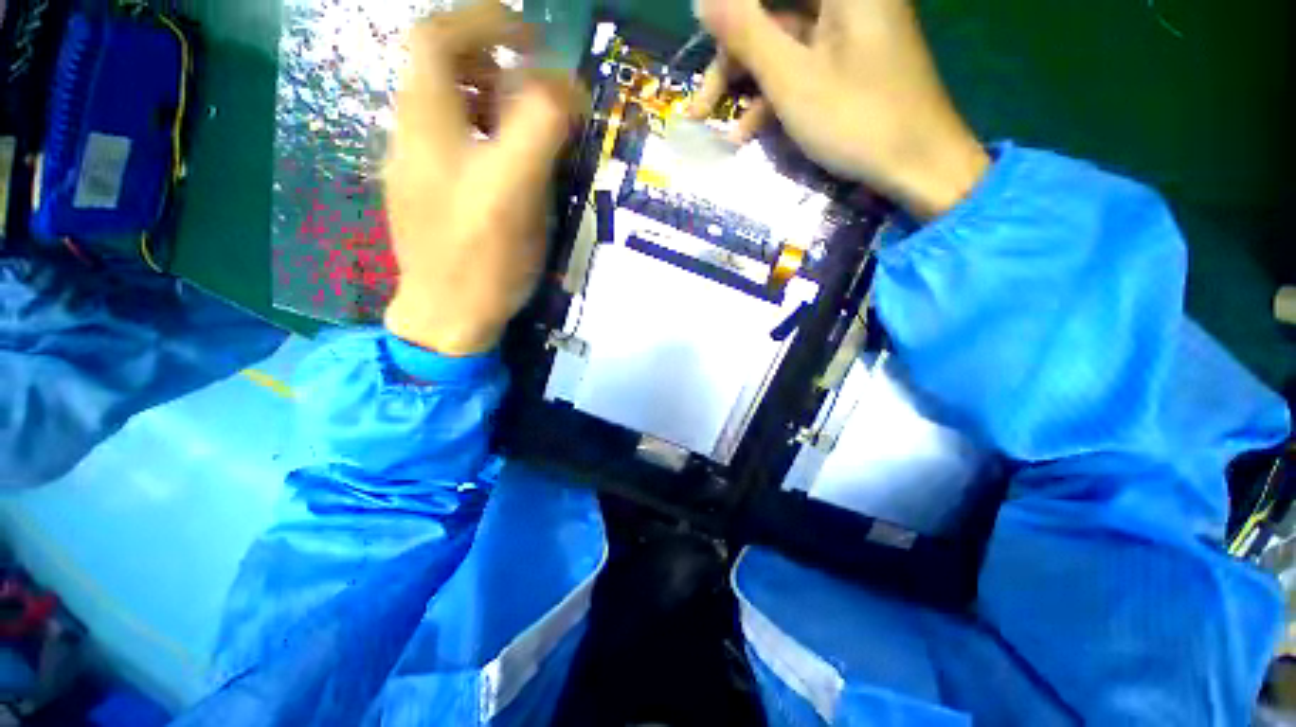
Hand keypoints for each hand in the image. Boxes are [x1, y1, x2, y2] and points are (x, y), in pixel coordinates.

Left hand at [384, 1, 582, 355]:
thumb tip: (565, 86)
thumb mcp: (516, 190)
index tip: (533, 36)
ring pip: (445, 105)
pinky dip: (481, 131)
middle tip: (533, 80)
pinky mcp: (428, 195)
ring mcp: (416, 166)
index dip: (484, 21)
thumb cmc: (483, 258)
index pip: (438, 37)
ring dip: (487, 96)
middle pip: (438, 68)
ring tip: (526, 120)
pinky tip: (505, 160)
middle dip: (489, 59)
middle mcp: (412, 134)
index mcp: (429, 123)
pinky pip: (450, 141)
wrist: (448, 316)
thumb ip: (539, 127)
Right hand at [689, 0, 989, 218]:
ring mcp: (846, 30)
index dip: (730, 14)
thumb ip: (746, 33)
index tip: (701, 40)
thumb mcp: (792, 79)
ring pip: (780, 44)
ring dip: (745, 85)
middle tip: (701, 104)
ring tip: (715, 126)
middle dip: (730, 58)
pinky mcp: (846, 61)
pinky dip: (771, 95)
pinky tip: (747, 132)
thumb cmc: (857, 119)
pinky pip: (799, 65)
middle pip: (771, 14)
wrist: (918, 163)